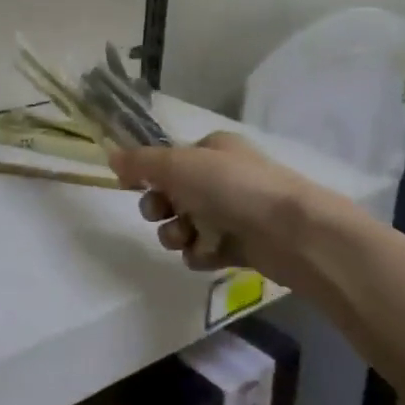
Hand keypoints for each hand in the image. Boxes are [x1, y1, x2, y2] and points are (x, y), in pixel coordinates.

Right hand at [109, 132, 308, 273]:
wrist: (293, 232)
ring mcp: (235, 212)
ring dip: (177, 233)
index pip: (170, 159)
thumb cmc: (233, 187)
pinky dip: (201, 254)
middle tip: (160, 214)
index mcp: (212, 149)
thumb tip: (110, 155)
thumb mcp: (178, 165)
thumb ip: (141, 163)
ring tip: (186, 239)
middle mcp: (224, 177)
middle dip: (160, 208)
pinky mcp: (244, 245)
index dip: (149, 174)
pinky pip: (207, 250)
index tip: (132, 187)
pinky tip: (206, 255)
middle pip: (174, 194)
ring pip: (187, 224)